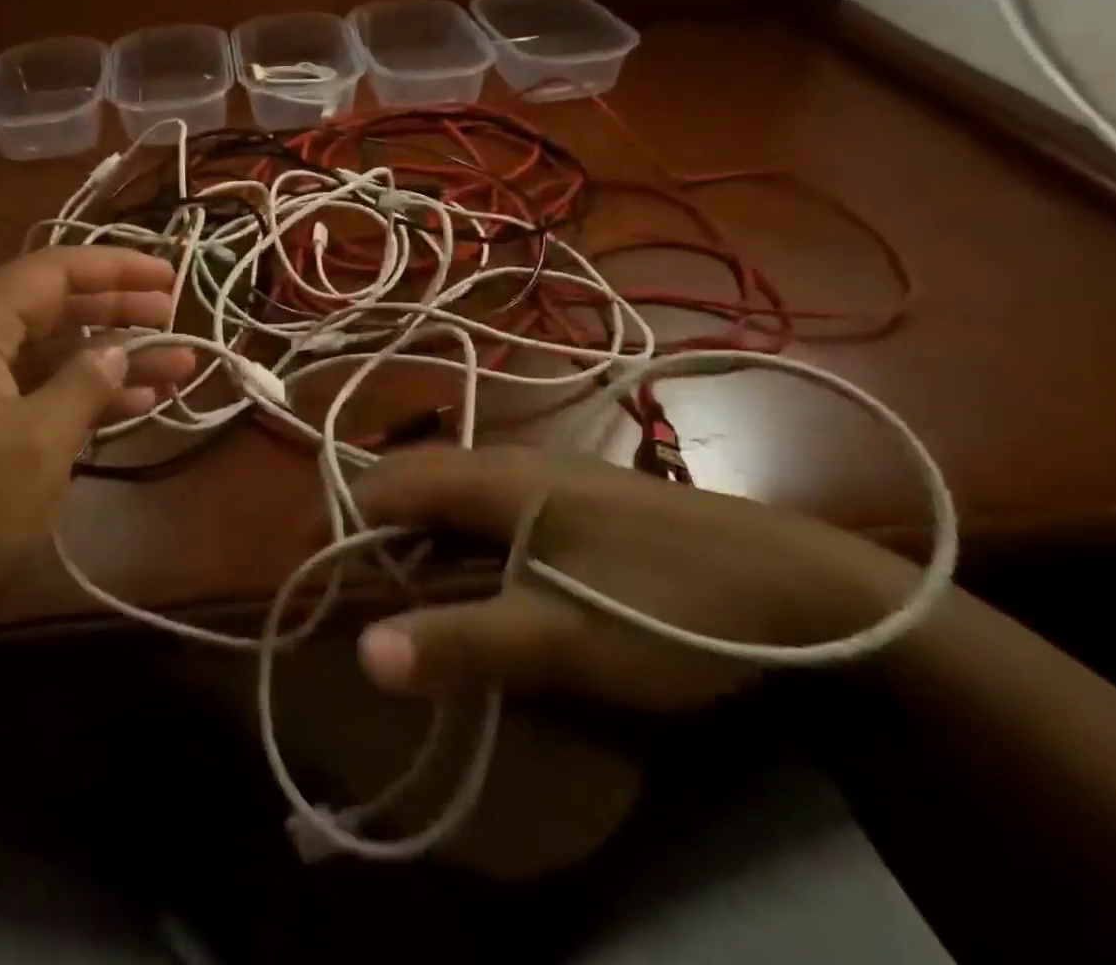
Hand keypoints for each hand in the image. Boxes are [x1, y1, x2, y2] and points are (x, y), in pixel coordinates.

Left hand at [0, 247, 195, 642]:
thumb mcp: (36, 443)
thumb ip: (85, 384)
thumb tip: (119, 349)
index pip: (51, 271)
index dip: (114, 267)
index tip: (168, 277)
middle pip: (53, 307)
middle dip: (117, 311)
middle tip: (174, 317)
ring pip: (51, 353)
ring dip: (111, 359)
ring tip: (176, 365)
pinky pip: (36, 391)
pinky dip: (82, 394)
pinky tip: (135, 403)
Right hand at [351, 447, 899, 710]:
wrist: (802, 585)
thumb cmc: (670, 606)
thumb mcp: (561, 638)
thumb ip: (461, 641)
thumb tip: (364, 653)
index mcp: (491, 478)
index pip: (383, 482)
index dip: (338, 521)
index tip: (312, 572)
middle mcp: (508, 463)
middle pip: (412, 482)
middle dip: (369, 530)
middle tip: (351, 591)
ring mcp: (544, 478)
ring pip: (450, 494)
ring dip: (413, 536)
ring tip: (399, 591)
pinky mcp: (573, 501)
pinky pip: (487, 509)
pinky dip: (456, 539)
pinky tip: (474, 578)